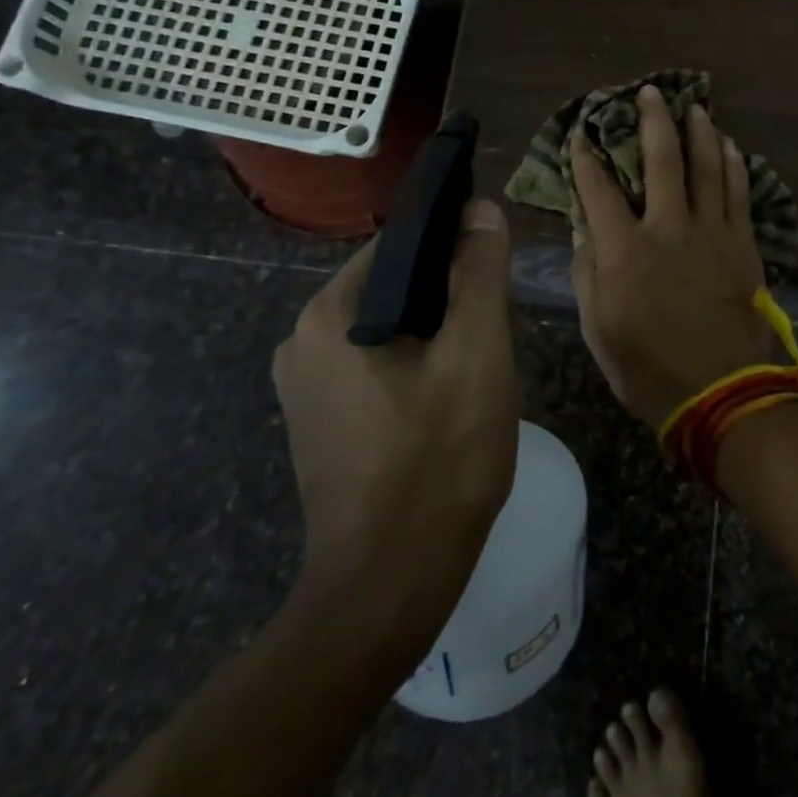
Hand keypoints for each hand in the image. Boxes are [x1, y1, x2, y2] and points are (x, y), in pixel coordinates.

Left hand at [272, 200, 519, 581]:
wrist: (388, 586)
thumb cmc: (439, 459)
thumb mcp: (477, 353)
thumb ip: (480, 273)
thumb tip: (480, 210)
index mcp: (330, 313)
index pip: (399, 244)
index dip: (454, 243)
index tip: (496, 266)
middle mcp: (300, 340)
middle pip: (392, 286)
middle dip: (447, 296)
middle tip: (495, 329)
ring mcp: (303, 387)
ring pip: (386, 328)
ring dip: (434, 334)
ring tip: (478, 365)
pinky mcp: (317, 423)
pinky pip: (372, 367)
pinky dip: (412, 366)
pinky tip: (447, 399)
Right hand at [571, 85, 776, 430]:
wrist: (722, 393)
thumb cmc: (648, 368)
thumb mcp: (597, 329)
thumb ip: (588, 274)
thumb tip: (587, 233)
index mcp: (624, 251)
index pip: (598, 191)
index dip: (586, 160)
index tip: (580, 136)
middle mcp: (668, 229)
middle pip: (661, 161)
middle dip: (652, 122)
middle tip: (650, 93)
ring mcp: (711, 233)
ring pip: (707, 168)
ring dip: (700, 133)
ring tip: (695, 108)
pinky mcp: (743, 245)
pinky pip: (739, 194)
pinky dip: (734, 166)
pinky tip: (731, 148)